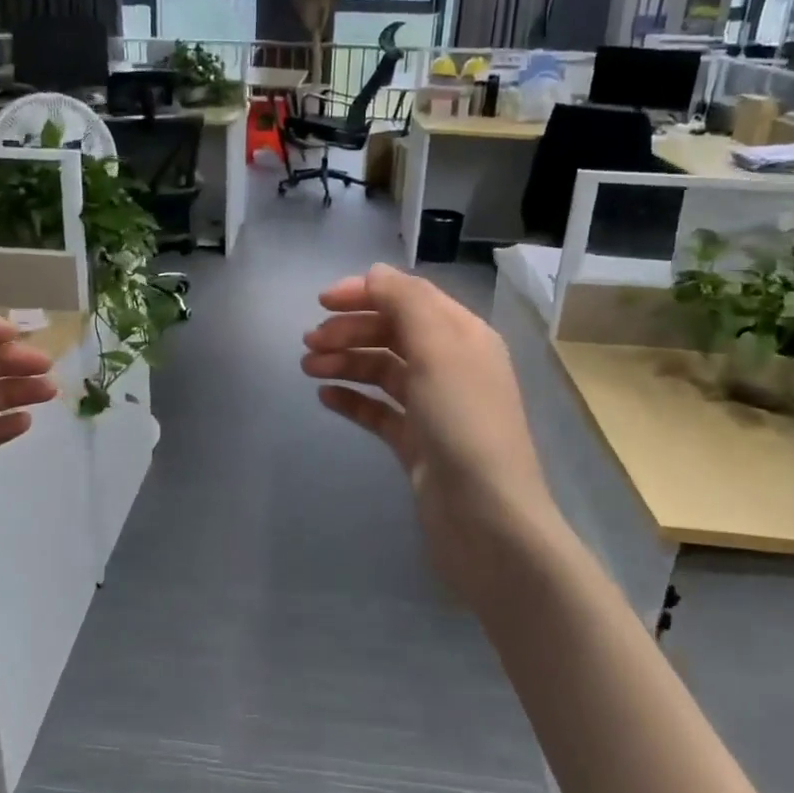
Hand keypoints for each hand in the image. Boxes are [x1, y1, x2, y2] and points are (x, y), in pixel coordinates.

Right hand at [302, 265, 559, 603]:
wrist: (485, 519)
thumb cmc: (463, 424)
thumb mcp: (438, 350)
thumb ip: (406, 302)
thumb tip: (375, 273)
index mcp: (463, 336)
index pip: (410, 299)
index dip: (366, 293)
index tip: (321, 302)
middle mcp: (451, 366)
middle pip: (393, 332)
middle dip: (350, 330)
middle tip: (309, 342)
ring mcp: (434, 407)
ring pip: (382, 370)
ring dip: (345, 361)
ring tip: (308, 367)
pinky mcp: (417, 443)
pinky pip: (379, 410)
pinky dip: (353, 399)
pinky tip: (325, 396)